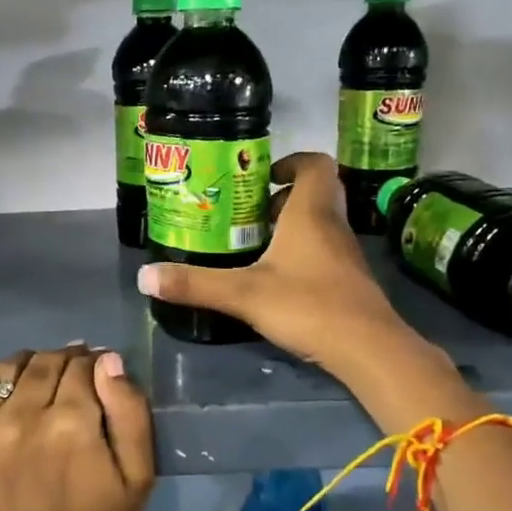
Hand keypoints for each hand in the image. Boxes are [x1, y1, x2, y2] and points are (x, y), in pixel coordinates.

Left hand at [0, 346, 155, 510]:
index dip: (94, 364)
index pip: (82, 365)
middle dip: (63, 362)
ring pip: (2, 369)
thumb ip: (130, 412)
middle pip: (44, 362)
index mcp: (72, 423)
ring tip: (34, 386)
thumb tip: (107, 361)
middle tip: (70, 379)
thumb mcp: (138, 477)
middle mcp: (22, 417)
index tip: (97, 375)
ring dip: (24, 368)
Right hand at [137, 152, 422, 371]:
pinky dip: (301, 253)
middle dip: (281, 197)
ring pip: (319, 224)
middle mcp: (332, 225)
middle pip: (315, 193)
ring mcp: (345, 254)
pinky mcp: (348, 280)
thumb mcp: (243, 294)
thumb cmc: (308, 305)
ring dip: (290, 226)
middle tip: (247, 213)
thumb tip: (144, 277)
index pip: (314, 164)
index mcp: (310, 213)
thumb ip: (195, 284)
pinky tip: (276, 278)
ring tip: (254, 245)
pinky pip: (324, 251)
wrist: (367, 348)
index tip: (262, 176)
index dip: (291, 162)